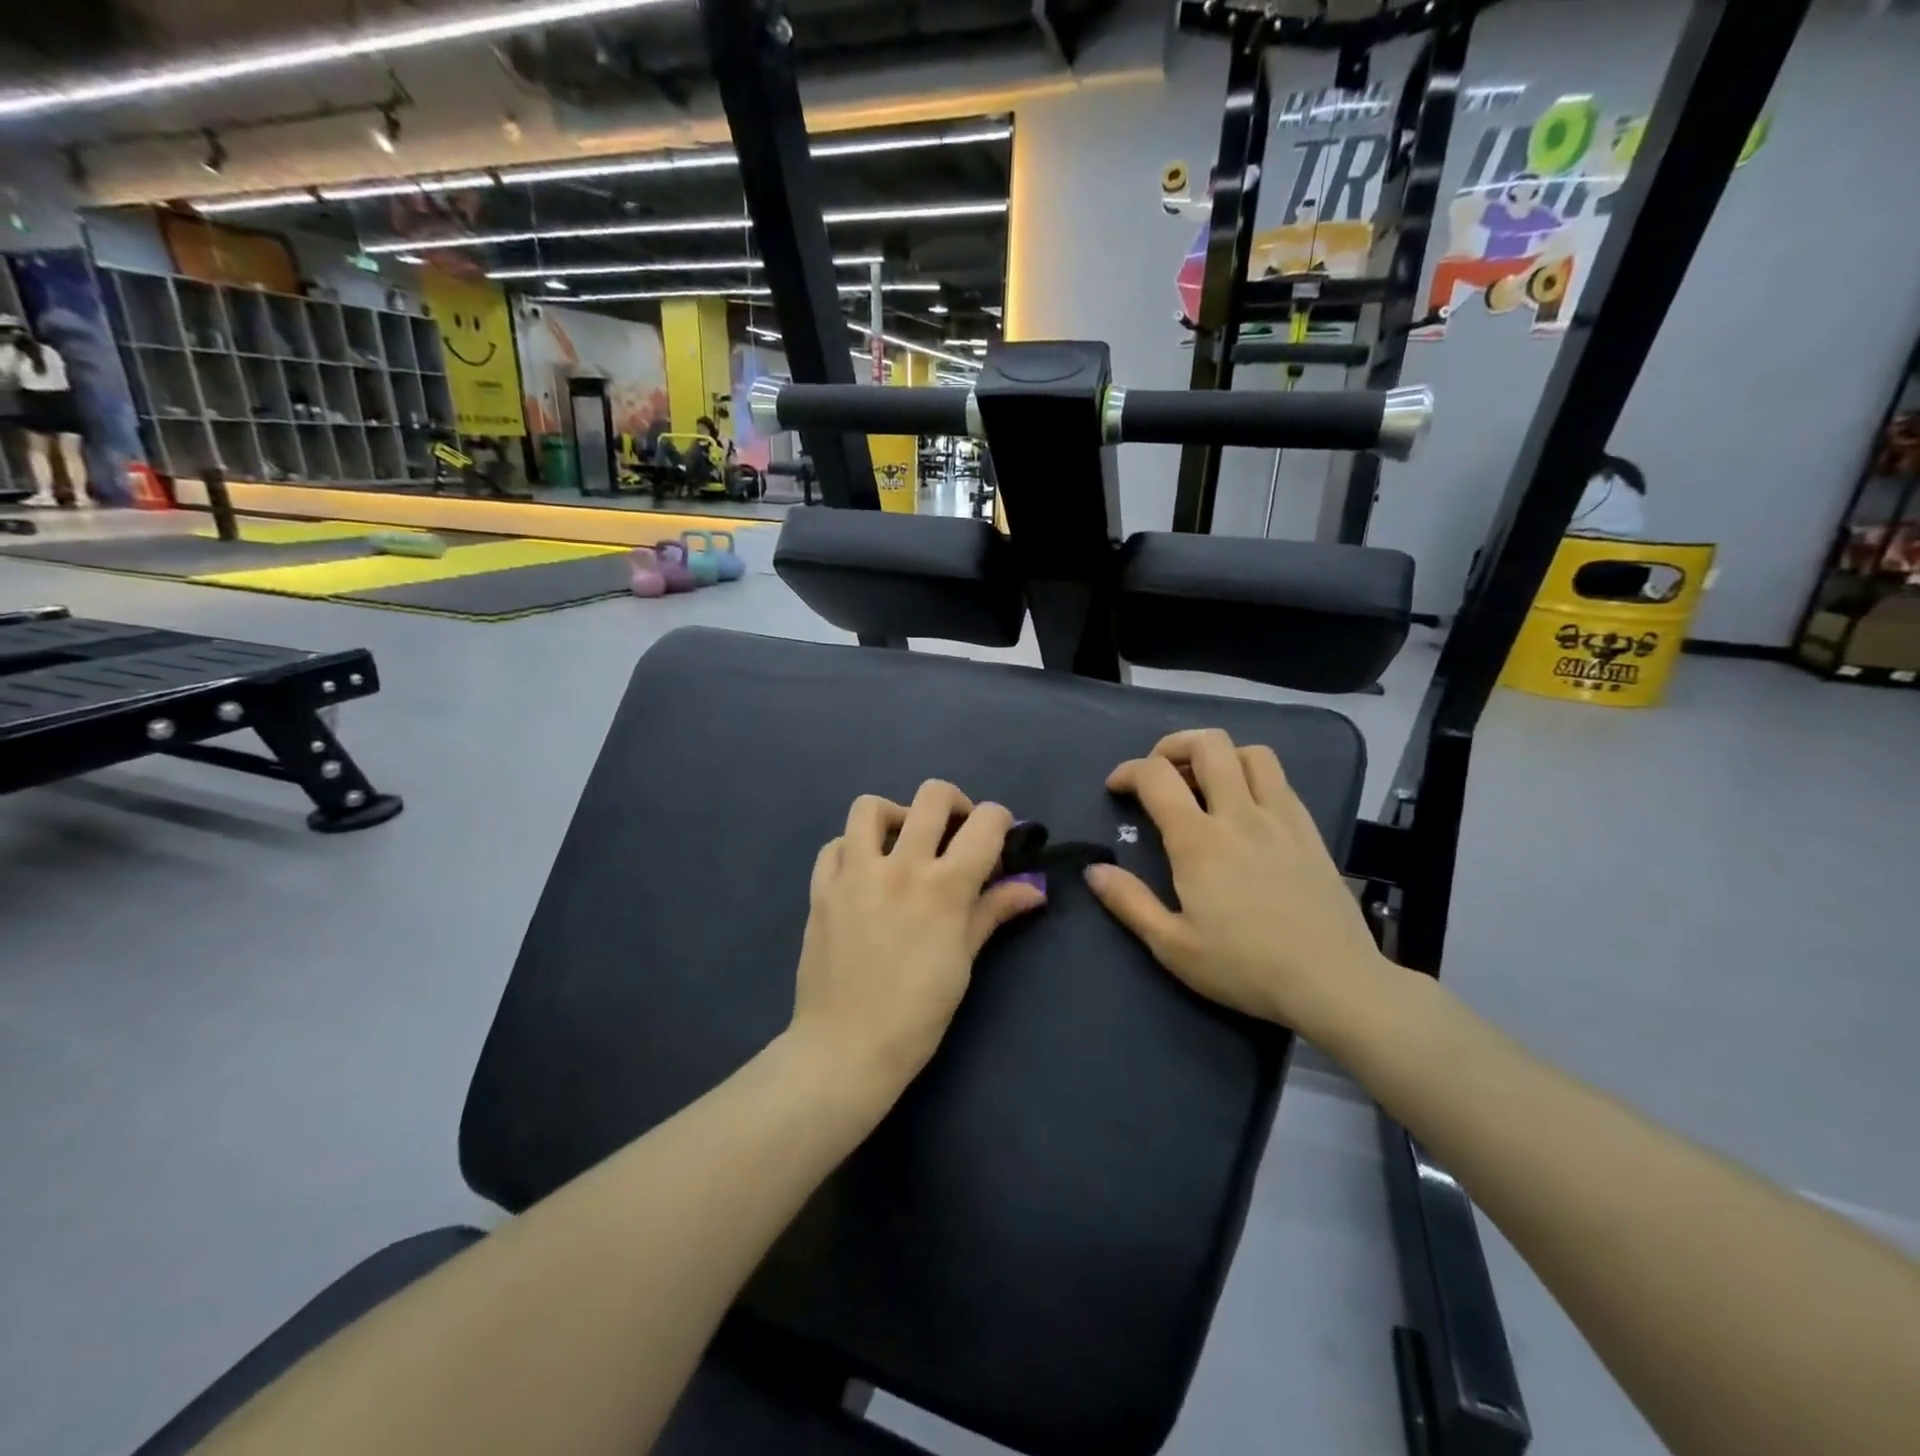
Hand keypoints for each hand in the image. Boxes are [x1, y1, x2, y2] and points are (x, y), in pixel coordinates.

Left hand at [789, 781, 1045, 1107]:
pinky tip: (862, 873)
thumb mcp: (964, 961)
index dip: (1000, 821)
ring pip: (870, 807)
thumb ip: (993, 912)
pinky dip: (852, 849)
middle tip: (953, 832)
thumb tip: (1035, 888)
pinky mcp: (821, 889)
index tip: (999, 839)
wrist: (847, 1048)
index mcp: (945, 886)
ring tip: (901, 844)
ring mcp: (855, 874)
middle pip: (932, 795)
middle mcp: (901, 866)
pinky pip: (834, 846)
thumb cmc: (918, 1013)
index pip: (986, 822)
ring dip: (894, 816)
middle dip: (954, 804)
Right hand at [1084, 729, 1390, 1045]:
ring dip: (1219, 756)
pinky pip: (1280, 779)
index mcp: (1199, 841)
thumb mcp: (1173, 947)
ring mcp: (1280, 818)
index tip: (1117, 788)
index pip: (1156, 776)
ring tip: (1204, 784)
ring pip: (1250, 752)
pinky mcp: (1309, 830)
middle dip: (1174, 746)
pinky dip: (1253, 776)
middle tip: (1160, 774)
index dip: (1128, 771)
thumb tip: (1094, 870)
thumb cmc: (1245, 967)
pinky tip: (1246, 808)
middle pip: (1208, 744)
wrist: (1333, 982)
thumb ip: (1129, 903)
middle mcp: (1240, 815)